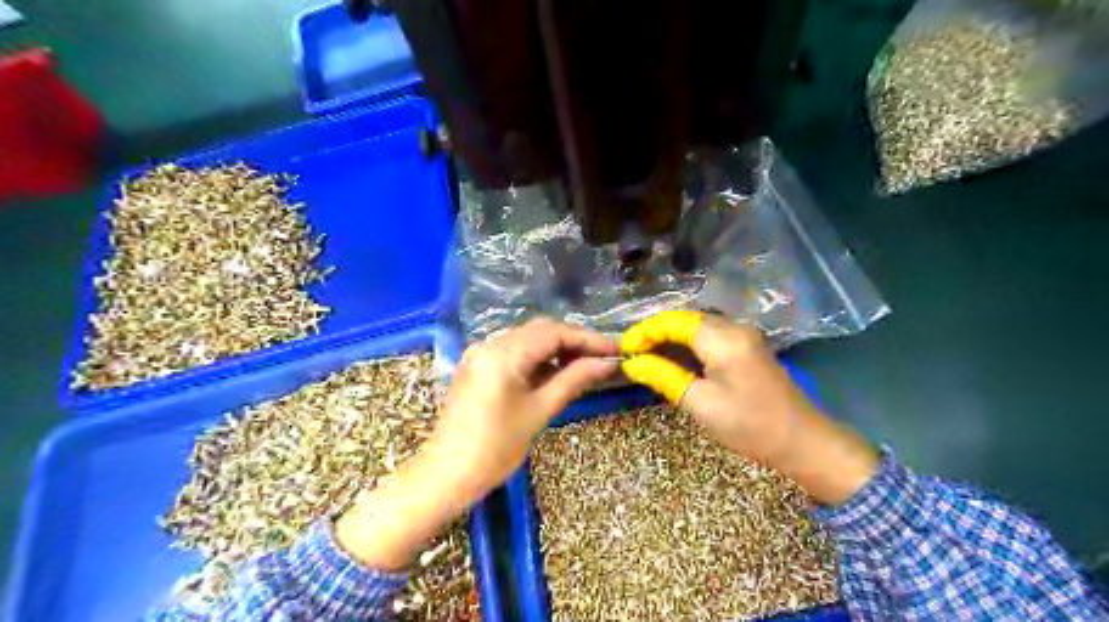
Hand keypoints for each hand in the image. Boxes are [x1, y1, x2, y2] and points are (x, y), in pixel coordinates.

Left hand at [334, 317, 620, 569]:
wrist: (446, 475)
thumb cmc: (495, 448)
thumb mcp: (539, 411)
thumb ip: (574, 380)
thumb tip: (607, 364)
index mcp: (503, 353)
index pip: (554, 333)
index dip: (587, 339)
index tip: (615, 349)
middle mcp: (489, 344)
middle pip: (540, 331)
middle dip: (573, 341)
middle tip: (603, 358)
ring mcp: (480, 353)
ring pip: (527, 340)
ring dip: (556, 348)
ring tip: (585, 365)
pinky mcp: (477, 366)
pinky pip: (513, 352)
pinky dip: (537, 358)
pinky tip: (556, 372)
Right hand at [622, 312, 874, 504]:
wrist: (802, 441)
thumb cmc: (749, 425)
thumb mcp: (699, 402)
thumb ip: (663, 376)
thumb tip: (631, 363)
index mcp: (723, 338)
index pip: (674, 321)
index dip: (645, 332)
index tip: (624, 349)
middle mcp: (734, 327)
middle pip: (685, 319)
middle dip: (655, 332)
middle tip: (632, 353)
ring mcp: (744, 335)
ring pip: (697, 326)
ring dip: (670, 337)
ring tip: (646, 356)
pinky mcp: (748, 346)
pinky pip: (710, 336)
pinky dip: (687, 344)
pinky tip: (673, 359)